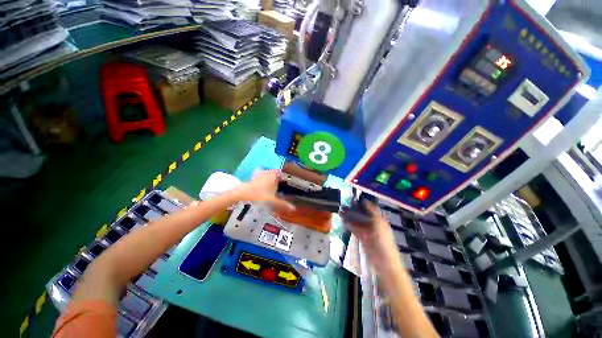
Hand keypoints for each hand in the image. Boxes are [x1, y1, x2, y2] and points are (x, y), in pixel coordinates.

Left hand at [232, 170, 295, 211]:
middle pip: (274, 175)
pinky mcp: (252, 181)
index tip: (289, 183)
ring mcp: (258, 176)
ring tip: (275, 191)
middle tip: (283, 188)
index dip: (285, 177)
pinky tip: (264, 193)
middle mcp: (266, 173)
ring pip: (267, 178)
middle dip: (278, 181)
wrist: (240, 196)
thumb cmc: (259, 196)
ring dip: (270, 183)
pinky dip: (264, 186)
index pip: (281, 173)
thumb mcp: (272, 201)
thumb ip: (283, 204)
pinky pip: (261, 182)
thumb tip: (293, 208)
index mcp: (273, 175)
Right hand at [343, 201, 403, 273]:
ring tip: (340, 213)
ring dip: (349, 217)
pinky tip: (343, 222)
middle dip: (352, 210)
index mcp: (379, 219)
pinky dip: (349, 225)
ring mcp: (367, 231)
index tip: (352, 200)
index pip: (369, 209)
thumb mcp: (379, 222)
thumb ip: (372, 211)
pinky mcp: (362, 238)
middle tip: (343, 206)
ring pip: (357, 221)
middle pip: (361, 215)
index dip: (361, 204)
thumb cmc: (383, 240)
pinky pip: (355, 229)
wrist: (384, 261)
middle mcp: (373, 224)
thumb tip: (365, 201)